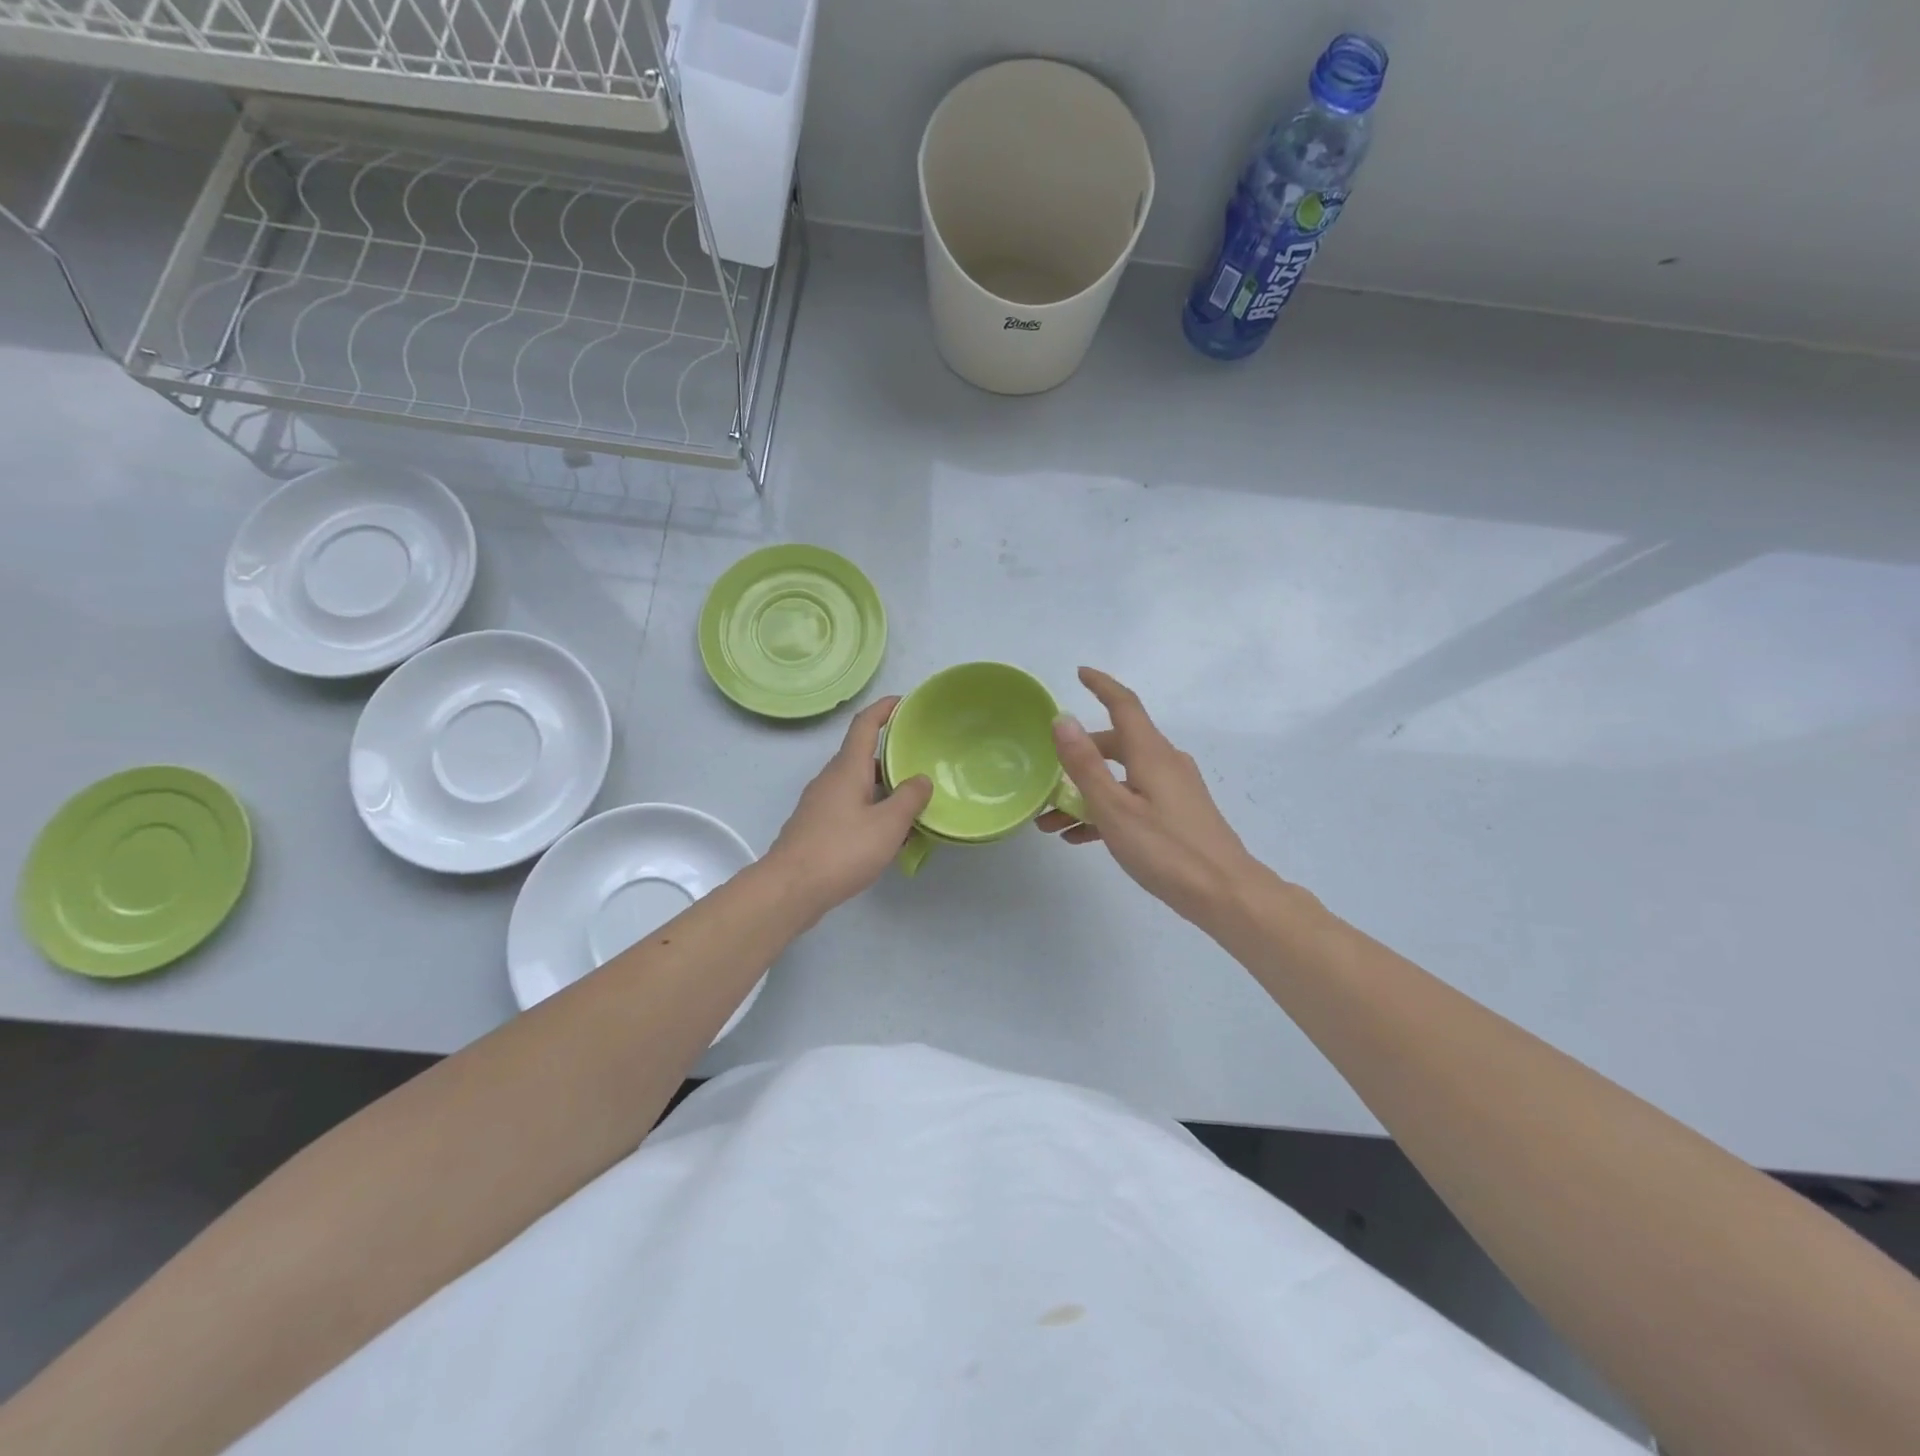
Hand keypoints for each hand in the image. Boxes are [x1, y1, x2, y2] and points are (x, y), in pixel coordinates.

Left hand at [767, 697, 932, 917]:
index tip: (905, 702)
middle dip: (892, 756)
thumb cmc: (842, 850)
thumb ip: (909, 799)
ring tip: (913, 805)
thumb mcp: (888, 825)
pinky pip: (850, 808)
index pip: (865, 725)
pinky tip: (888, 837)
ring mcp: (820, 804)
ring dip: (884, 789)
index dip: (884, 709)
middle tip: (921, 763)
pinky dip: (872, 811)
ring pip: (858, 785)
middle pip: (863, 756)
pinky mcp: (816, 827)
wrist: (790, 889)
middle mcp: (831, 779)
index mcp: (847, 769)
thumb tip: (920, 779)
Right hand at [1038, 667, 1261, 927]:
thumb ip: (1085, 764)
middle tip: (1048, 777)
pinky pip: (1134, 798)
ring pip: (1122, 776)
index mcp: (1151, 753)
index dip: (1101, 686)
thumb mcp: (1113, 808)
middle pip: (1117, 744)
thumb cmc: (1166, 849)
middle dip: (1079, 756)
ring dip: (1086, 792)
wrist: (1225, 894)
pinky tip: (1081, 838)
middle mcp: (1165, 762)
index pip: (1124, 704)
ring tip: (1053, 822)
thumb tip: (1062, 719)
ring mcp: (1174, 789)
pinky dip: (1107, 809)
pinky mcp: (1178, 813)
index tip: (1080, 672)